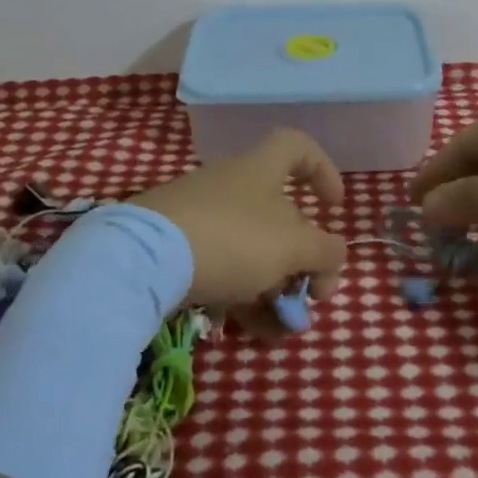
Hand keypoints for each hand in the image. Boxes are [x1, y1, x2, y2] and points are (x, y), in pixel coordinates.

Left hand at [130, 129, 346, 325]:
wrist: (143, 259)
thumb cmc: (232, 238)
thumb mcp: (292, 247)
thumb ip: (324, 252)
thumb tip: (334, 258)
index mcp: (260, 169)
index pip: (297, 147)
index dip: (323, 170)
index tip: (334, 208)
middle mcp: (231, 186)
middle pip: (279, 215)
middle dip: (301, 259)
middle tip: (310, 295)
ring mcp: (201, 217)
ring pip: (251, 249)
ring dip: (275, 288)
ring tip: (283, 328)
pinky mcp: (176, 249)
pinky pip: (222, 269)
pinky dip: (243, 297)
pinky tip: (252, 330)